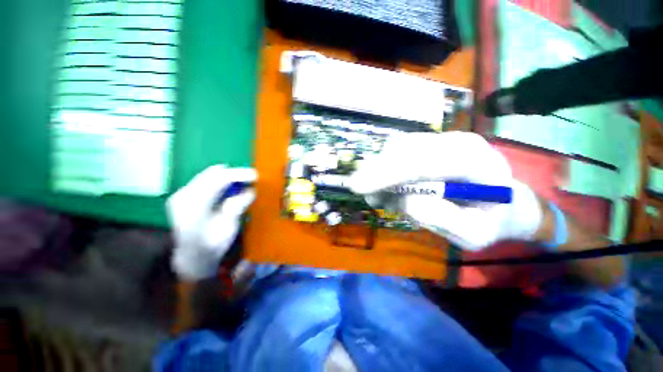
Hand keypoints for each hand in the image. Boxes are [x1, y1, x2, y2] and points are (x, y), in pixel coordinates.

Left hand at [167, 165, 256, 280]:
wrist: (192, 258)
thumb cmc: (213, 246)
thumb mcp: (229, 227)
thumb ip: (238, 206)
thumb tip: (251, 190)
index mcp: (194, 205)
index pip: (218, 180)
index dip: (239, 175)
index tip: (255, 176)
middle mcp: (184, 195)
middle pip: (213, 173)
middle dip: (234, 174)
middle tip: (251, 180)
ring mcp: (182, 194)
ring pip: (209, 175)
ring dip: (228, 177)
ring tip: (243, 184)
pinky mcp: (184, 195)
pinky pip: (205, 181)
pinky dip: (220, 182)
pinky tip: (230, 190)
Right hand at [348, 132, 542, 250]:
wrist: (502, 199)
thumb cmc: (489, 220)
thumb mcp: (473, 235)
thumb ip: (443, 220)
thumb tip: (406, 199)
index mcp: (479, 164)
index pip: (426, 162)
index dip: (388, 173)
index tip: (358, 188)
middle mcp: (458, 142)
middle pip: (404, 149)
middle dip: (376, 172)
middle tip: (363, 194)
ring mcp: (442, 139)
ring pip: (397, 148)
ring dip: (379, 171)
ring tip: (381, 197)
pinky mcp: (429, 142)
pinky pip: (397, 151)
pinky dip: (384, 168)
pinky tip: (389, 187)